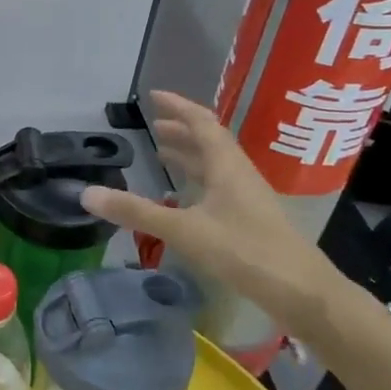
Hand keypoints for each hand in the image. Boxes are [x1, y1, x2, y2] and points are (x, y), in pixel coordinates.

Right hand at [80, 92, 344, 339]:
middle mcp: (239, 174)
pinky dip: (198, 181)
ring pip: (216, 165)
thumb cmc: (244, 251)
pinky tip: (185, 198)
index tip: (154, 96)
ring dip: (190, 155)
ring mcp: (249, 198)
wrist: (303, 293)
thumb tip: (87, 194)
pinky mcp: (252, 220)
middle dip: (181, 130)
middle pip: (210, 142)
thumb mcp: (184, 230)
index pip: (202, 123)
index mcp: (227, 166)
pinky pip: (220, 187)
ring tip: (163, 154)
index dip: (178, 107)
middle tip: (153, 126)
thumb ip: (135, 212)